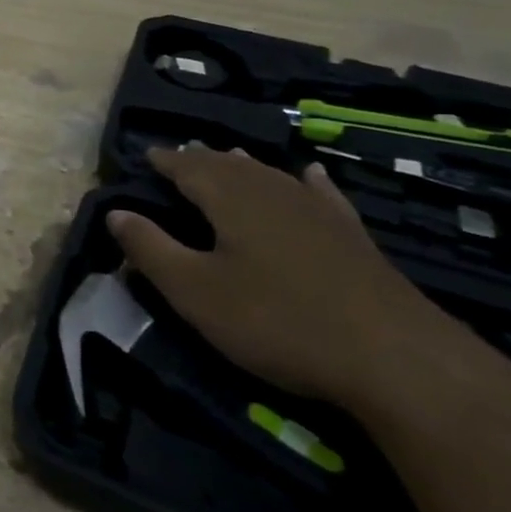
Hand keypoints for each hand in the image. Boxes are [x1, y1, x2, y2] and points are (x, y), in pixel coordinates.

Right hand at [107, 147, 457, 408]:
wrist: (394, 357)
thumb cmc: (276, 321)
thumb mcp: (195, 291)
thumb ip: (151, 249)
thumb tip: (116, 213)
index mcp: (231, 199)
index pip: (188, 167)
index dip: (165, 160)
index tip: (145, 155)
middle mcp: (273, 192)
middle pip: (229, 165)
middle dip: (201, 159)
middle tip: (179, 156)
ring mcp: (318, 212)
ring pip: (271, 175)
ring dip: (243, 165)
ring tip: (226, 157)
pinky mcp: (352, 236)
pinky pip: (321, 194)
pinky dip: (307, 181)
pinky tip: (310, 173)